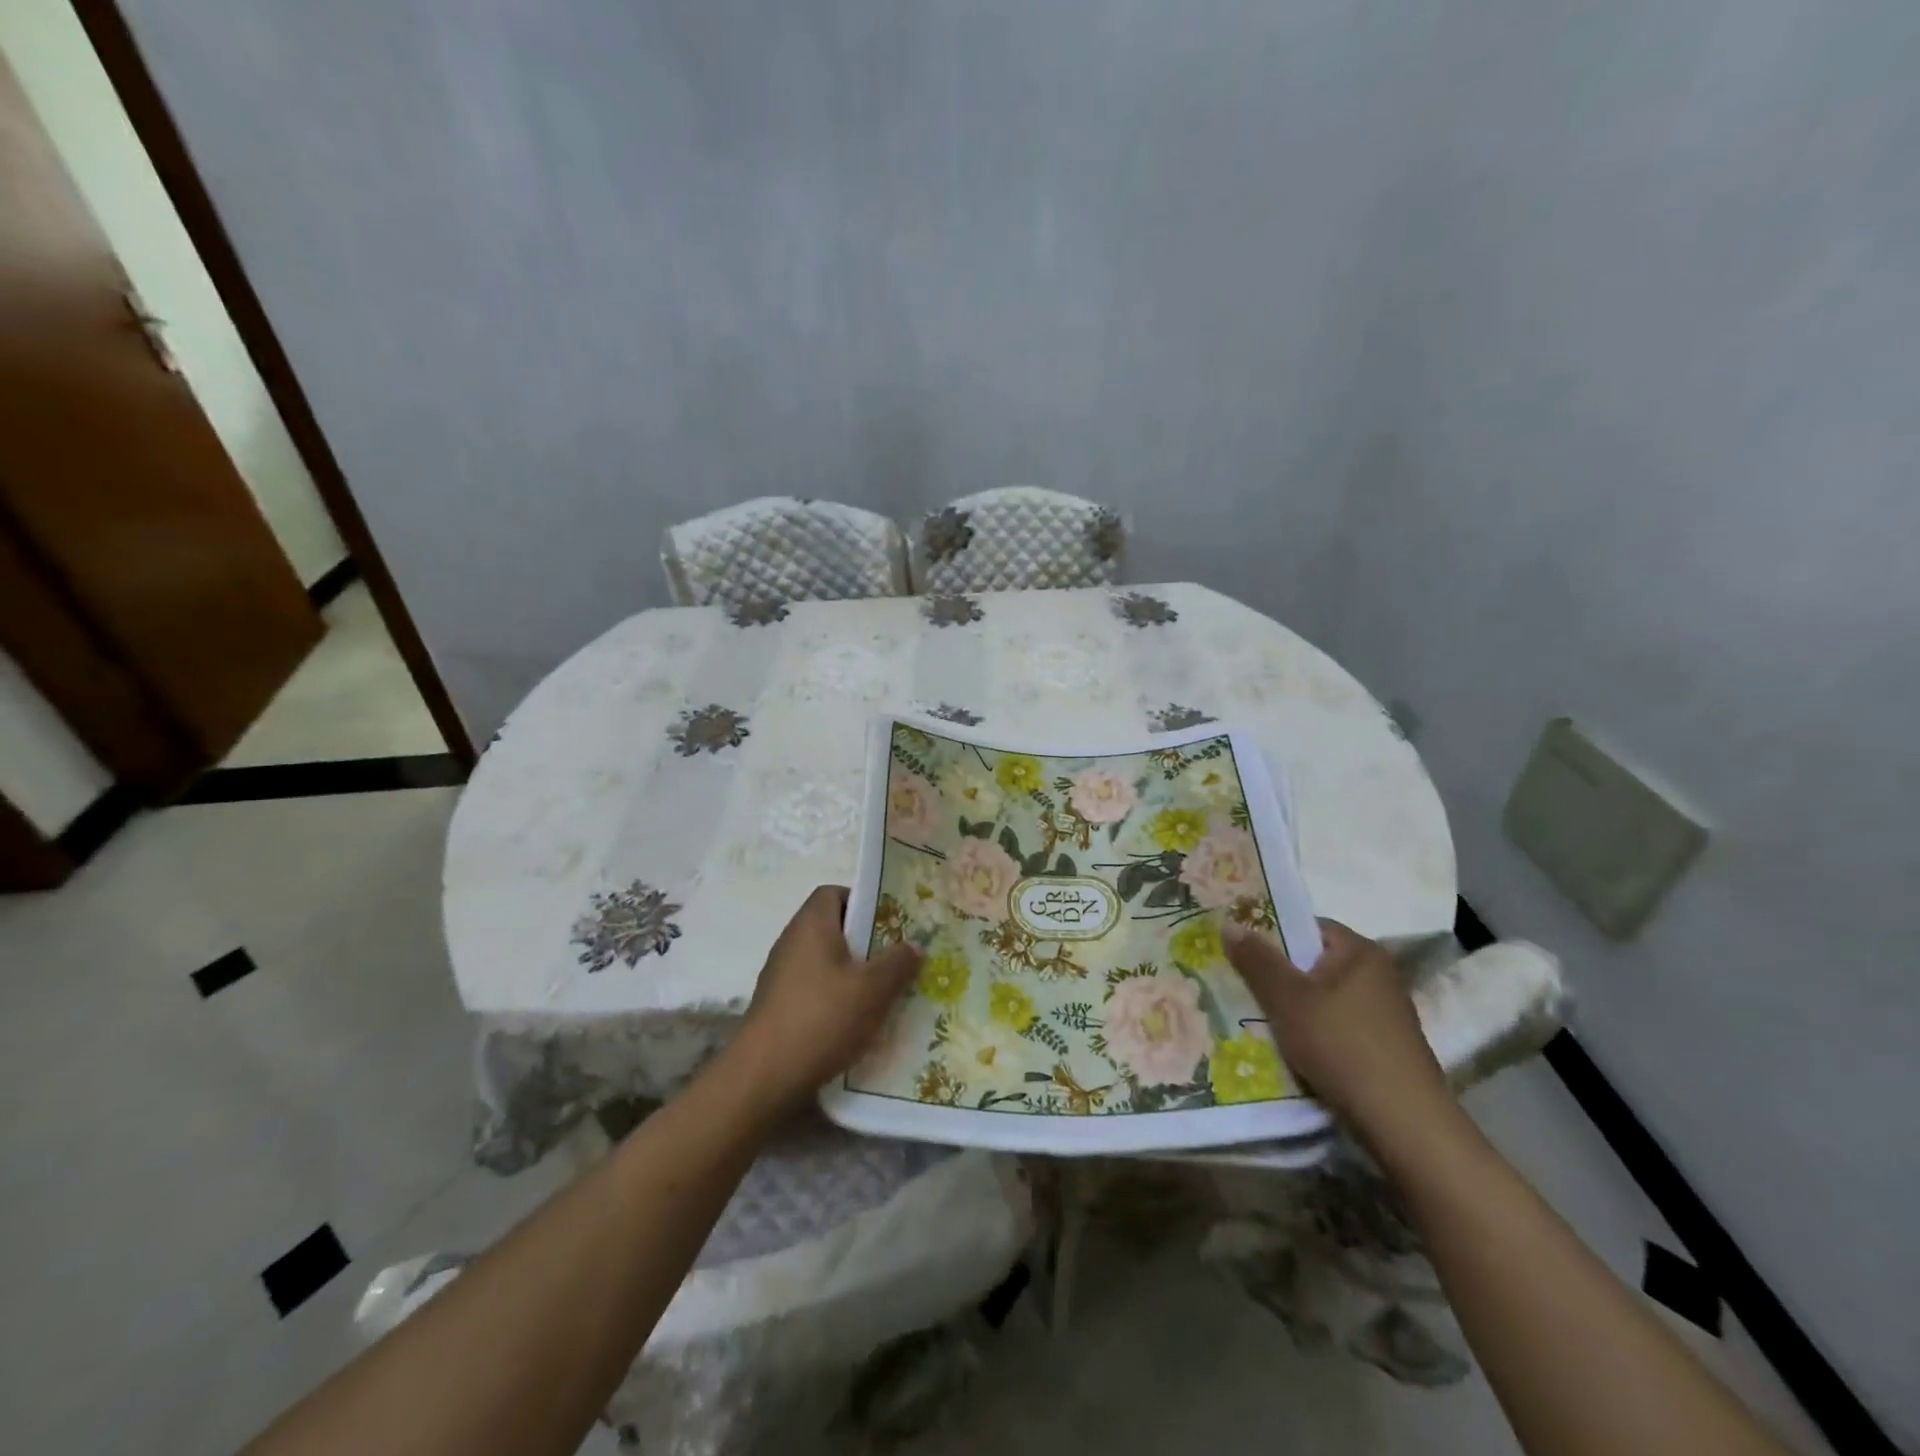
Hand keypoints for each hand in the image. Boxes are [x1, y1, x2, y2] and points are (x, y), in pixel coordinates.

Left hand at [726, 885, 921, 1112]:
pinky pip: (814, 989)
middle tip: (897, 959)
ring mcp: (781, 975)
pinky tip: (856, 1022)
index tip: (890, 922)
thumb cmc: (822, 1017)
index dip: (863, 901)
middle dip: (865, 942)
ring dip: (853, 973)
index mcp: (811, 924)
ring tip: (883, 993)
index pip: (834, 892)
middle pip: (832, 928)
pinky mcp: (778, 1006)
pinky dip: (835, 998)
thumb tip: (914, 945)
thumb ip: (898, 963)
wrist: (764, 1077)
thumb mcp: (873, 989)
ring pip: (825, 961)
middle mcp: (791, 942)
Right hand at [1223, 918, 1451, 1143]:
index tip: (1237, 948)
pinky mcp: (1382, 1047)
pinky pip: (1334, 1026)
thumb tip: (1229, 923)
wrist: (1403, 1123)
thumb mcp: (1288, 1000)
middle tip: (1236, 982)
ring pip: (1321, 998)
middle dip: (1276, 975)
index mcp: (1360, 952)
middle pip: (1313, 964)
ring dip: (1291, 1007)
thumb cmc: (1342, 1045)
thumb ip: (1257, 961)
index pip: (1307, 927)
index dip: (1270, 934)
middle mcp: (1377, 976)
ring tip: (1253, 1015)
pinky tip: (1287, 1047)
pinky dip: (1310, 1032)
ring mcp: (1383, 1013)